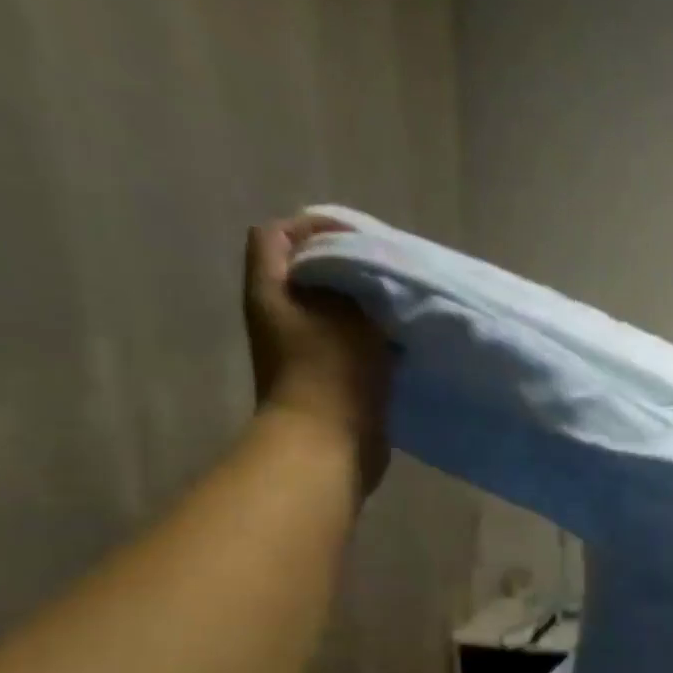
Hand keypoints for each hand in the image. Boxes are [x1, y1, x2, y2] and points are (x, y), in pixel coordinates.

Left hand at [243, 214, 389, 494]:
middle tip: (390, 270)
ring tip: (401, 304)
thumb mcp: (348, 313)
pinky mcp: (328, 377)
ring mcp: (303, 350)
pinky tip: (402, 342)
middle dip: (349, 266)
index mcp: (270, 291)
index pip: (277, 235)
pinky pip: (351, 343)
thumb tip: (368, 265)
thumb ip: (356, 279)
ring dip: (366, 306)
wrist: (328, 445)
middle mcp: (279, 316)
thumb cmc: (333, 372)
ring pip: (334, 309)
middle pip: (309, 272)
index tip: (362, 239)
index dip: (315, 227)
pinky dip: (374, 338)